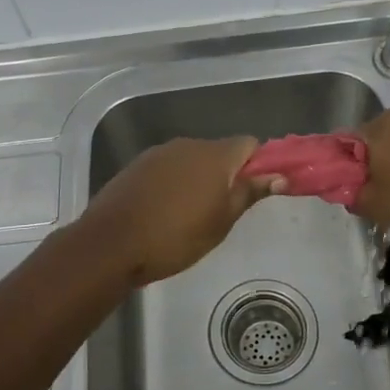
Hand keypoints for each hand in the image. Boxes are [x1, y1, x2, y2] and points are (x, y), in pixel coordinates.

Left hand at [78, 136, 283, 286]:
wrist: (111, 244)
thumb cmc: (175, 237)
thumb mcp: (221, 222)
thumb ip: (249, 193)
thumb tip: (279, 175)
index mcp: (215, 155)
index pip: (249, 145)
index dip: (257, 165)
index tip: (255, 191)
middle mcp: (188, 145)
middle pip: (219, 151)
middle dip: (226, 174)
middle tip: (223, 211)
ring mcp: (158, 153)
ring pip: (191, 160)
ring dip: (198, 179)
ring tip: (191, 215)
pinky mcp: (136, 166)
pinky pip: (167, 168)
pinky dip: (173, 183)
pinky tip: (164, 211)